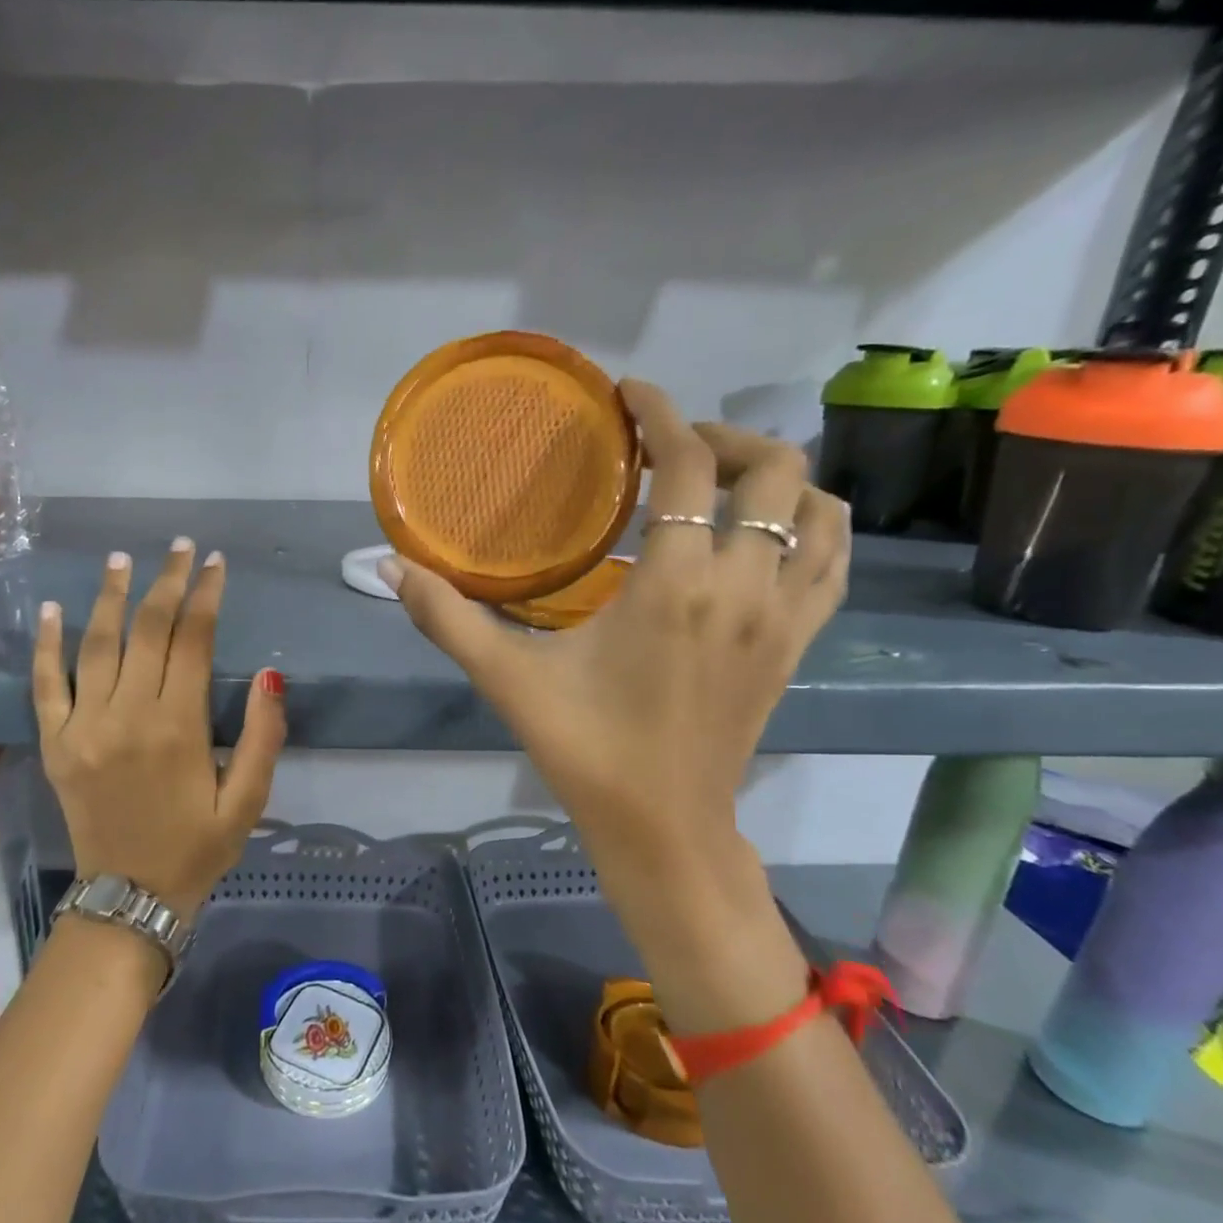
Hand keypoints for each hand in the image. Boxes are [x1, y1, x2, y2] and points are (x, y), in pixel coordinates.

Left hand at [34, 539, 286, 920]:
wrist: (129, 898)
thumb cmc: (198, 848)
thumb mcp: (248, 800)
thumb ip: (263, 736)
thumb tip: (271, 674)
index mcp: (179, 726)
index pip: (193, 640)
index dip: (206, 595)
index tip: (214, 563)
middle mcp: (128, 715)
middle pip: (147, 630)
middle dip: (166, 582)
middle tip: (178, 548)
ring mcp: (84, 726)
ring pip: (97, 644)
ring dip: (111, 597)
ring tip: (122, 559)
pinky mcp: (55, 743)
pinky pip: (46, 684)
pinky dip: (47, 644)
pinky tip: (51, 609)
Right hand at [383, 380, 847, 930]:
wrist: (663, 827)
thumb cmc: (585, 749)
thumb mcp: (508, 679)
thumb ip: (446, 617)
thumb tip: (388, 567)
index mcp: (676, 584)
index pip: (690, 465)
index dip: (662, 414)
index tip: (630, 395)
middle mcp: (745, 586)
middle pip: (773, 469)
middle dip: (722, 438)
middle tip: (669, 448)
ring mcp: (784, 616)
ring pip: (819, 509)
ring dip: (774, 478)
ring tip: (719, 483)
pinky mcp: (798, 645)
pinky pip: (834, 561)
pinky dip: (812, 526)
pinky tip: (767, 533)